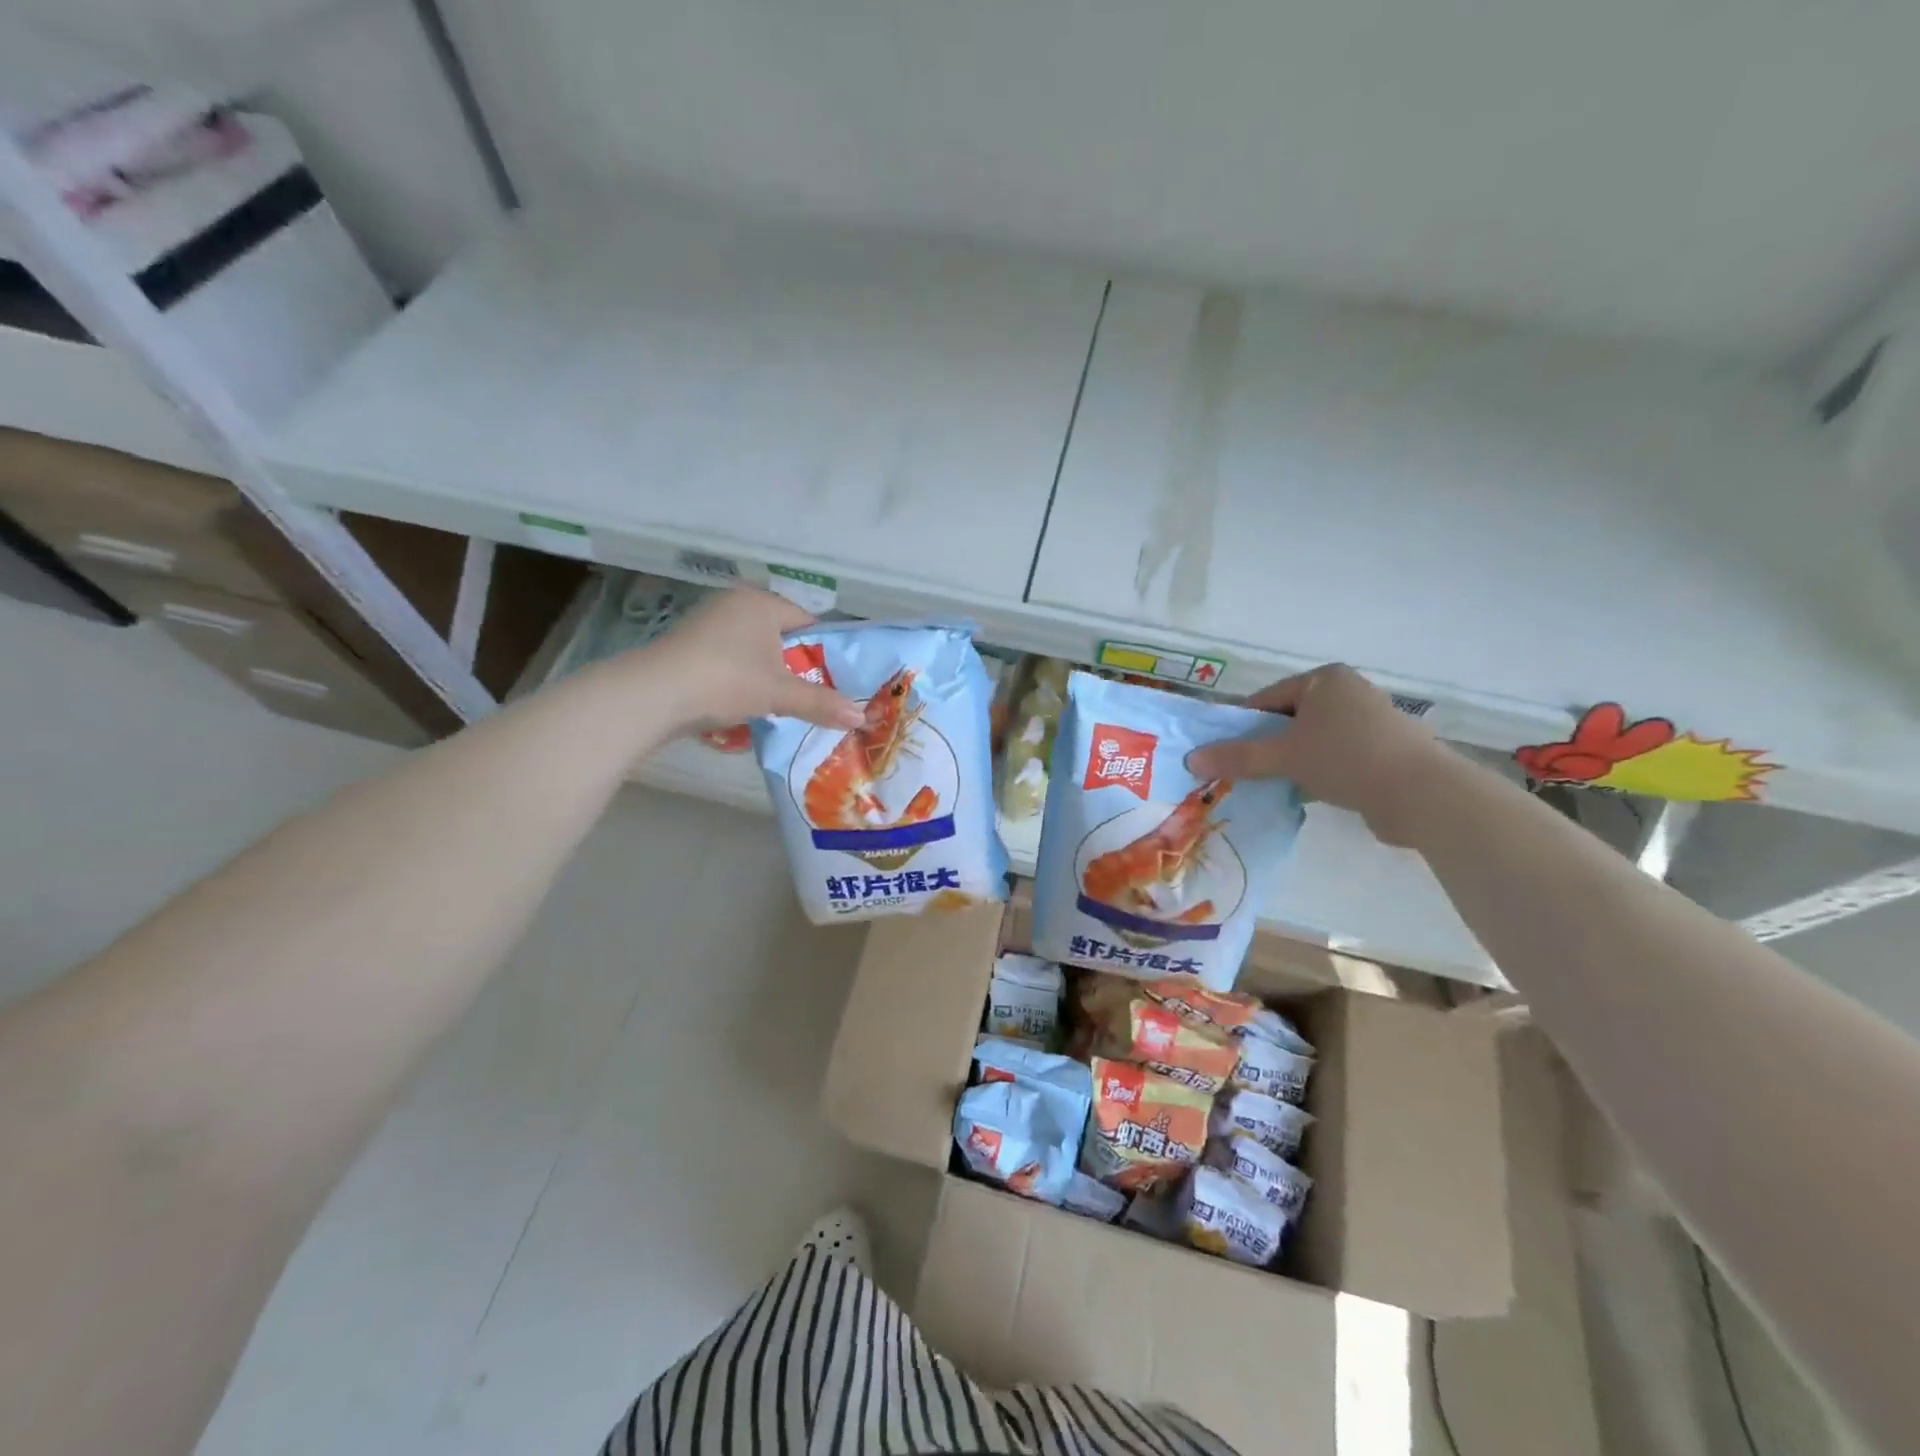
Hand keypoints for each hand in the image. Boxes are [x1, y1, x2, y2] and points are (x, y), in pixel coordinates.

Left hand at [635, 588, 862, 734]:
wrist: (654, 694)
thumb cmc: (726, 680)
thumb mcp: (779, 693)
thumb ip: (821, 703)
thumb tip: (863, 718)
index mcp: (762, 602)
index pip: (807, 622)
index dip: (823, 652)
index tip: (831, 680)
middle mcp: (735, 603)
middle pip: (780, 635)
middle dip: (794, 664)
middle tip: (808, 695)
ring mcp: (708, 621)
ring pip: (754, 647)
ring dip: (766, 672)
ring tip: (776, 702)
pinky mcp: (689, 643)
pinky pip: (729, 656)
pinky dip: (739, 675)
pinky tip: (740, 699)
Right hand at [1186, 665, 1446, 843]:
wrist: (1422, 794)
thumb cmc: (1347, 759)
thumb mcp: (1284, 757)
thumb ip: (1237, 757)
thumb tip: (1191, 760)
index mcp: (1325, 680)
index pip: (1267, 699)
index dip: (1241, 726)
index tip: (1223, 753)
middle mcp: (1349, 692)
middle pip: (1289, 720)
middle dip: (1266, 746)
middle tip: (1242, 772)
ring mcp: (1370, 722)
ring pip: (1312, 741)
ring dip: (1291, 762)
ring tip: (1270, 786)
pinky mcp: (1383, 751)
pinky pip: (1335, 757)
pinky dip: (1317, 773)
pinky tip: (1305, 794)